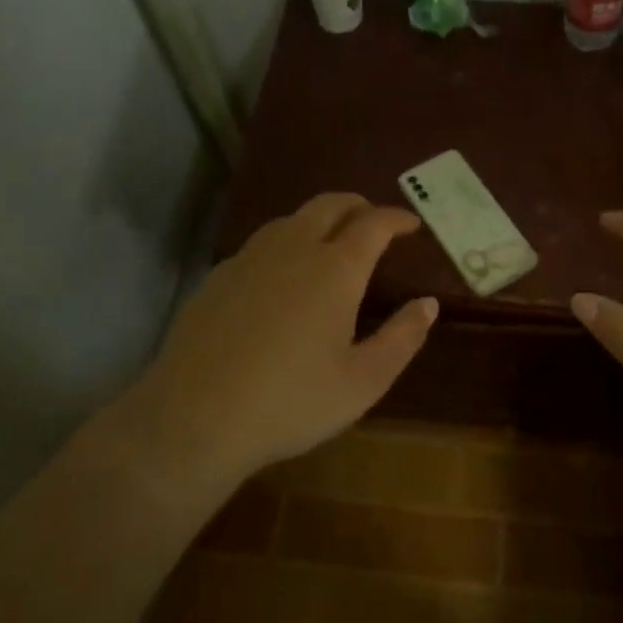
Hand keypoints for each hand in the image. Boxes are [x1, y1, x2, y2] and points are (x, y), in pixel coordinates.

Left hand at [123, 194, 437, 487]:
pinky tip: (283, 275)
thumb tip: (427, 304)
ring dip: (319, 220)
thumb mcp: (364, 381)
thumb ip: (402, 338)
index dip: (396, 218)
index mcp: (335, 269)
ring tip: (332, 242)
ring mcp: (249, 259)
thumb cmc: (292, 401)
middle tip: (374, 223)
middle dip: (358, 206)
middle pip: (329, 205)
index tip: (411, 224)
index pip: (373, 224)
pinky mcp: (218, 277)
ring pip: (291, 219)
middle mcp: (293, 249)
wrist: (195, 418)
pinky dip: (286, 243)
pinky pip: (261, 244)